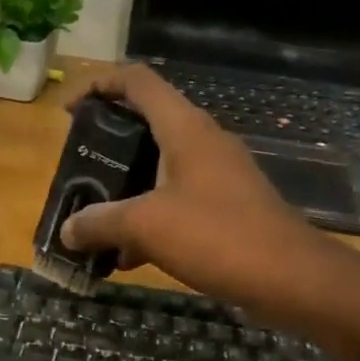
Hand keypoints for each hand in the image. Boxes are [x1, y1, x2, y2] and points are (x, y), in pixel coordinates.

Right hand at [59, 65, 338, 314]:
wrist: (292, 279)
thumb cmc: (217, 236)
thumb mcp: (146, 226)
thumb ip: (100, 222)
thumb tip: (67, 230)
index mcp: (184, 129)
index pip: (138, 81)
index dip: (99, 85)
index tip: (69, 111)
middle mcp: (203, 143)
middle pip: (146, 124)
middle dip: (107, 145)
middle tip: (78, 169)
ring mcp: (218, 176)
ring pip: (160, 168)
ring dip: (125, 188)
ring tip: (93, 218)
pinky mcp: (227, 208)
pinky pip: (176, 201)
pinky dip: (149, 219)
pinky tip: (128, 257)